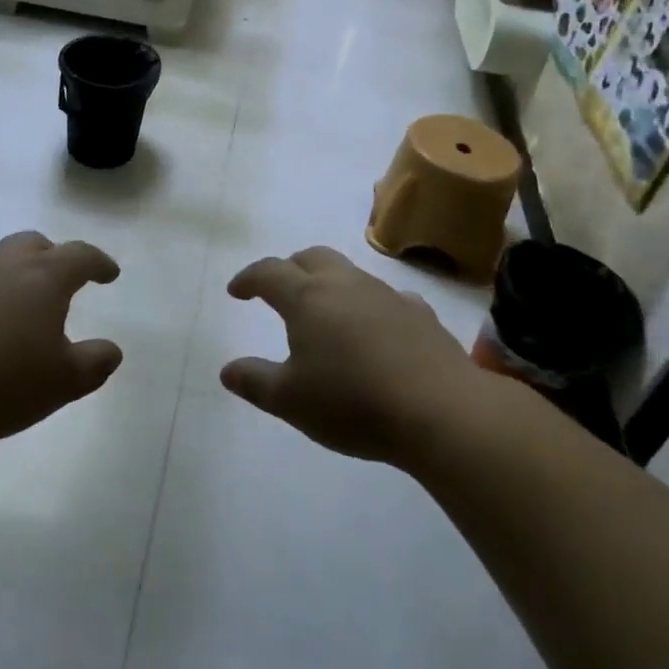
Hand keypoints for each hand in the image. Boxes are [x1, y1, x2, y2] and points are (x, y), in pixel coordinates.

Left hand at [0, 232, 123, 446]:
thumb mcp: (61, 383)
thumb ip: (94, 363)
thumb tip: (111, 350)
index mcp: (42, 277)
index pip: (80, 255)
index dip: (99, 263)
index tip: (110, 274)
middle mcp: (2, 263)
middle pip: (34, 244)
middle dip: (53, 258)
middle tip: (60, 283)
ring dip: (12, 273)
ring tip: (14, 305)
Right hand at [221, 246, 483, 466]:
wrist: (441, 411)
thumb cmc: (353, 403)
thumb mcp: (290, 401)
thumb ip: (255, 381)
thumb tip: (228, 369)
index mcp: (307, 298)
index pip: (269, 273)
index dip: (248, 278)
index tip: (236, 291)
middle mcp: (345, 284)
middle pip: (311, 257)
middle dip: (289, 267)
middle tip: (279, 290)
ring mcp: (386, 295)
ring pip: (349, 273)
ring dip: (329, 283)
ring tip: (325, 312)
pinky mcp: (420, 313)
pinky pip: (386, 297)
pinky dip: (370, 305)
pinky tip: (376, 328)